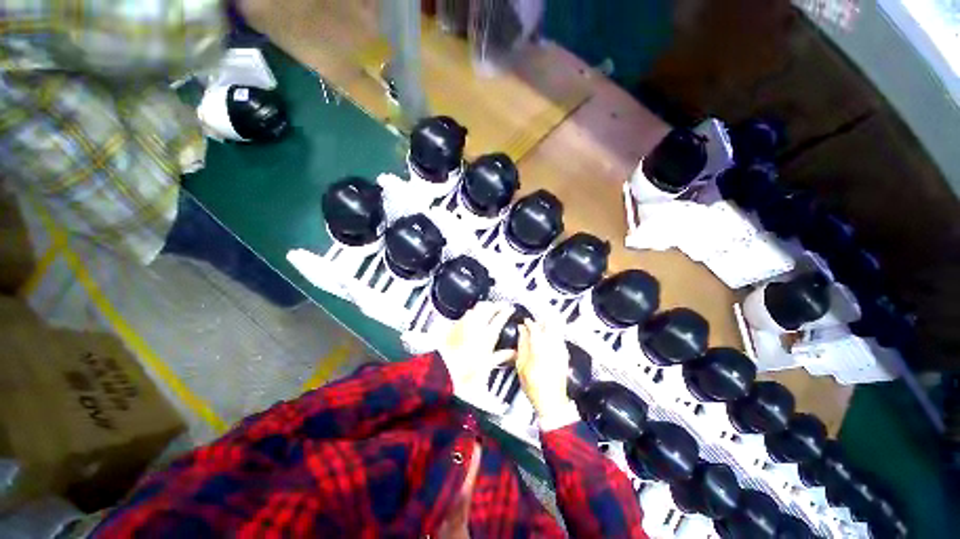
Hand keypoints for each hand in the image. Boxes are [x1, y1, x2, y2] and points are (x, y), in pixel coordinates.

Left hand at [439, 302, 515, 391]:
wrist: (445, 369)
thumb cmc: (465, 369)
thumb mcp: (488, 364)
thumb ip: (502, 355)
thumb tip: (511, 353)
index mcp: (487, 335)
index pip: (501, 317)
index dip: (507, 311)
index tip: (510, 309)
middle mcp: (475, 325)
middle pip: (487, 306)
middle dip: (495, 304)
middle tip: (500, 306)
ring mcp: (463, 323)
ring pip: (475, 308)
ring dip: (483, 307)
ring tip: (487, 310)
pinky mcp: (454, 325)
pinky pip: (465, 315)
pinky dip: (471, 314)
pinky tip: (472, 319)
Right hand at [516, 321, 571, 417]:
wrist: (551, 401)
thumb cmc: (535, 386)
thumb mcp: (521, 364)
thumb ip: (522, 344)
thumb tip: (521, 331)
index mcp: (540, 346)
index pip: (535, 326)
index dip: (529, 322)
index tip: (524, 322)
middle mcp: (553, 345)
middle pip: (550, 323)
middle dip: (541, 320)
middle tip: (534, 323)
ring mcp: (561, 349)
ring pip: (557, 329)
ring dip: (548, 326)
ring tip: (540, 331)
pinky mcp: (565, 355)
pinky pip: (559, 338)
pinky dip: (553, 335)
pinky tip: (546, 341)